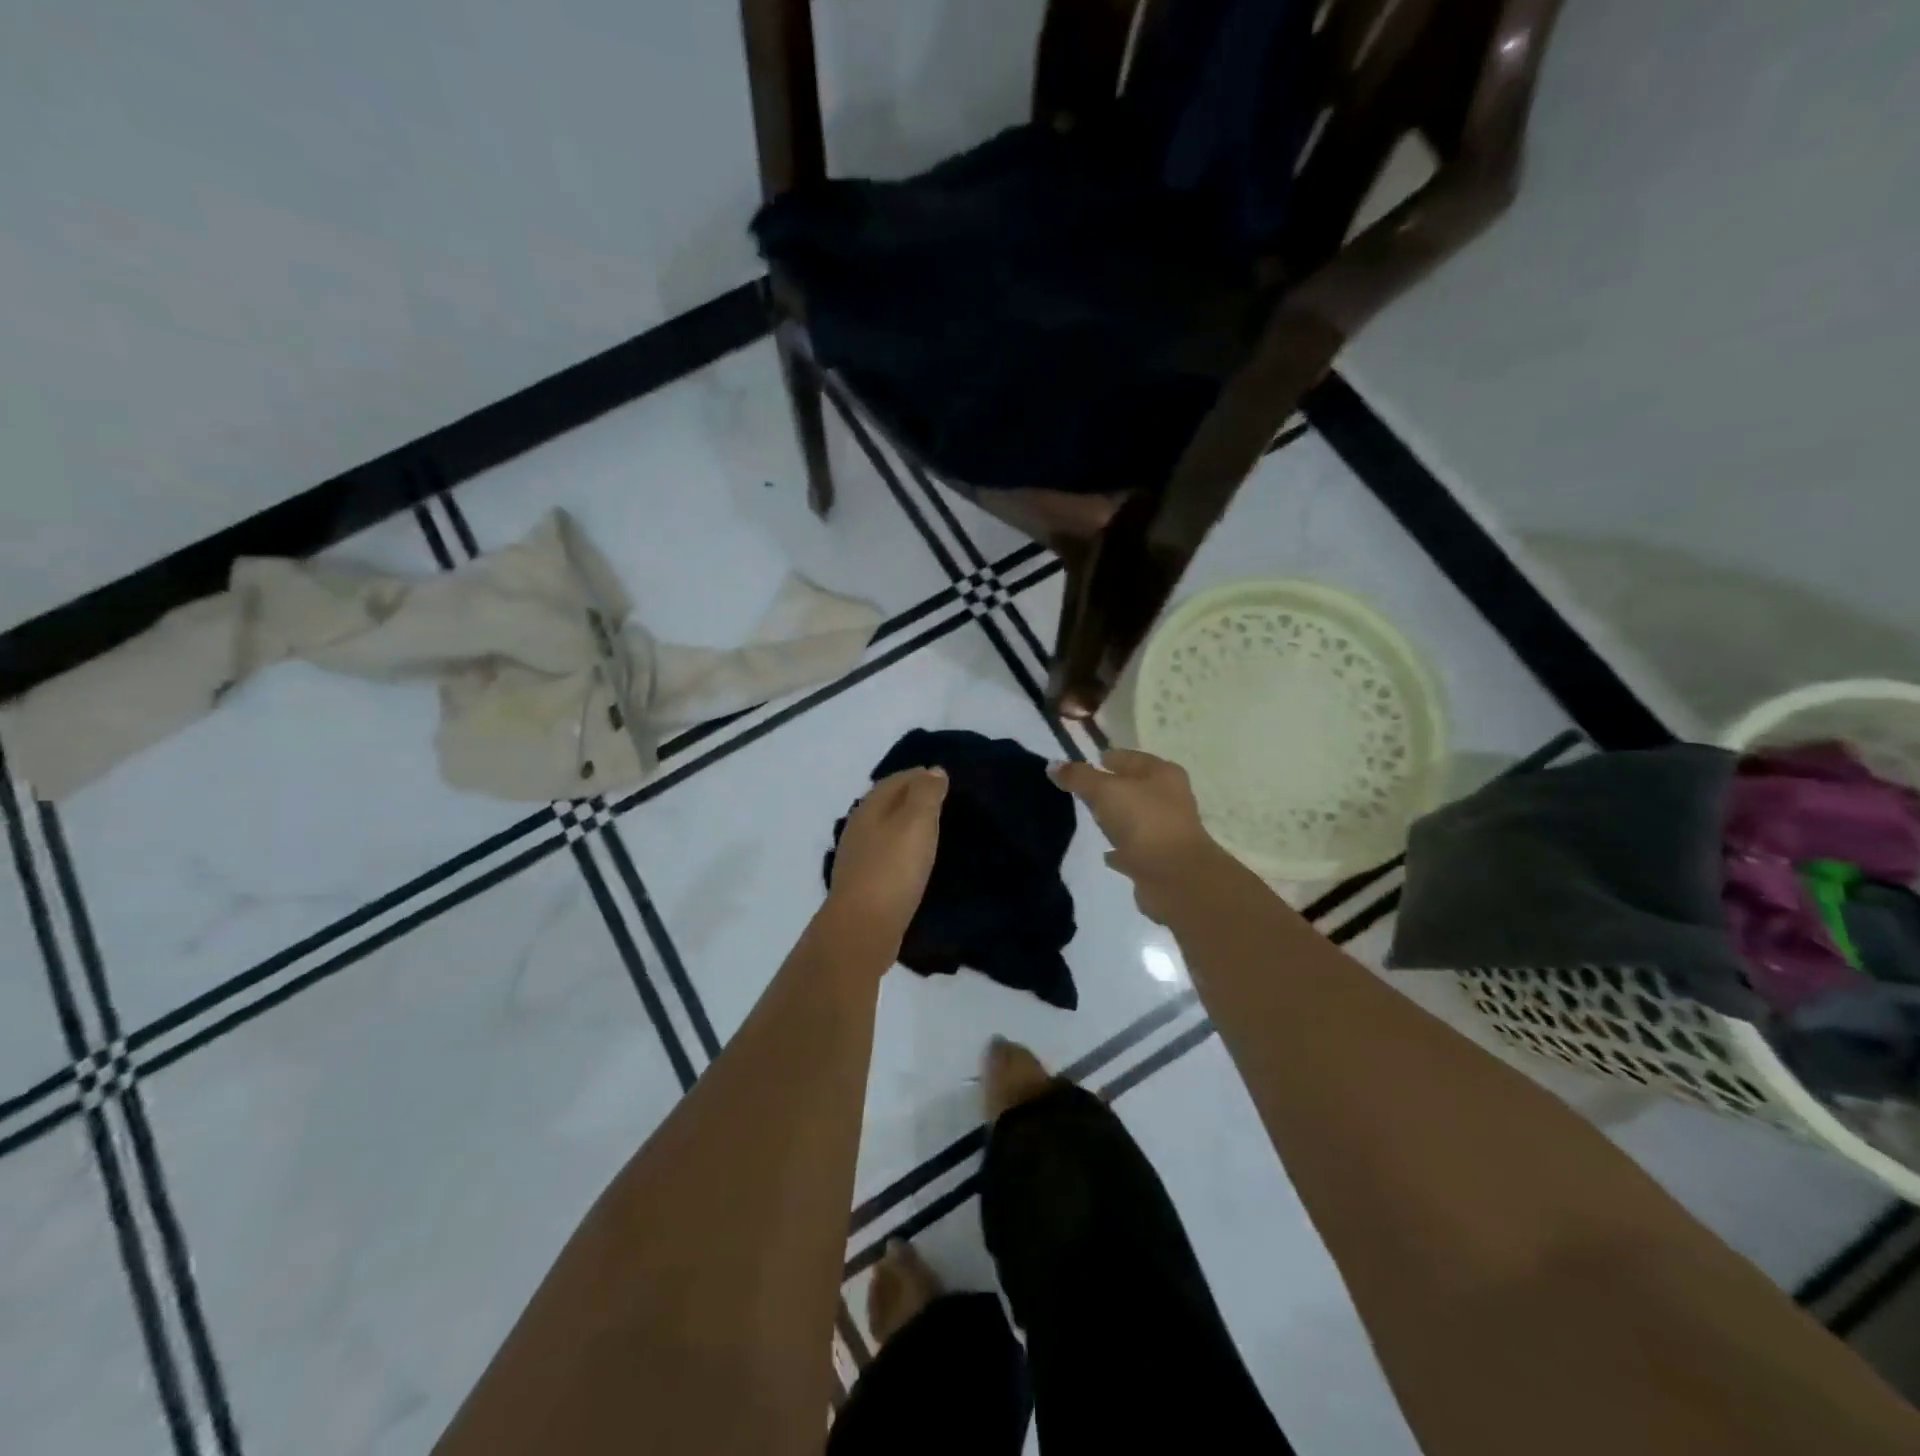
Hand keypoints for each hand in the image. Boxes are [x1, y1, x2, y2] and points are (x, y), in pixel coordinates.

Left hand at [824, 768, 948, 951]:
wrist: (862, 928)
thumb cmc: (893, 869)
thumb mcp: (916, 822)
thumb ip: (926, 793)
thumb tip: (933, 770)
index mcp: (870, 807)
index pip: (897, 779)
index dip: (921, 775)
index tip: (947, 779)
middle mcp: (859, 827)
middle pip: (889, 803)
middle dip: (914, 798)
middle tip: (945, 803)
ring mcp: (857, 857)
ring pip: (886, 829)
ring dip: (907, 826)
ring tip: (935, 831)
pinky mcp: (863, 884)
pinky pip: (887, 855)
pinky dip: (903, 850)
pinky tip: (916, 861)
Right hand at [1050, 749, 1231, 921]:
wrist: (1175, 877)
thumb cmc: (1143, 821)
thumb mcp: (1104, 790)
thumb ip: (1079, 777)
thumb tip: (1053, 765)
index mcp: (1162, 774)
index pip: (1129, 758)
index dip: (1107, 759)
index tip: (1082, 766)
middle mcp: (1169, 799)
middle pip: (1133, 787)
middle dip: (1110, 788)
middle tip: (1082, 792)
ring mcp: (1166, 830)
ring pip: (1135, 818)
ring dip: (1117, 818)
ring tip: (1091, 819)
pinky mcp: (1160, 859)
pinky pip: (1134, 848)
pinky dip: (1120, 848)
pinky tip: (1105, 852)